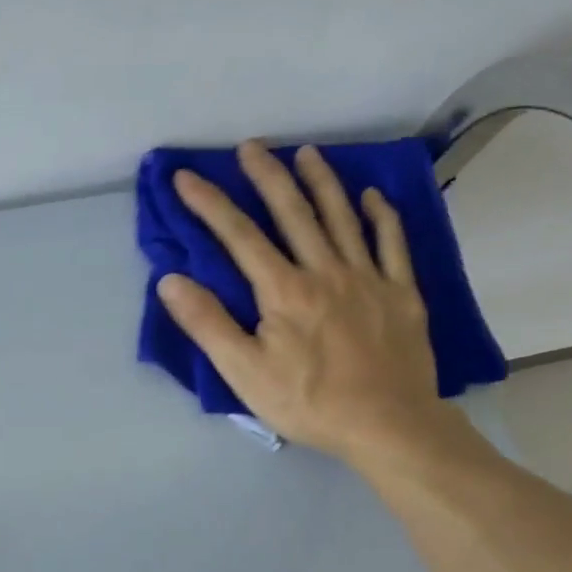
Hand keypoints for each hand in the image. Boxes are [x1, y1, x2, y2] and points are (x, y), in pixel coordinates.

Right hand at [158, 140, 467, 468]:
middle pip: (293, 213)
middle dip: (267, 176)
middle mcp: (325, 271)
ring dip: (322, 182)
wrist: (387, 425)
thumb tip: (170, 281)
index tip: (186, 177)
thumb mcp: (244, 373)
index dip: (209, 204)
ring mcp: (368, 278)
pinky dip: (382, 216)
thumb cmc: (309, 402)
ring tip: (307, 153)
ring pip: (343, 217)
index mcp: (284, 290)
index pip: (240, 236)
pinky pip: (392, 244)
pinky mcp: (401, 294)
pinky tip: (373, 197)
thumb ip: (208, 324)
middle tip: (251, 146)